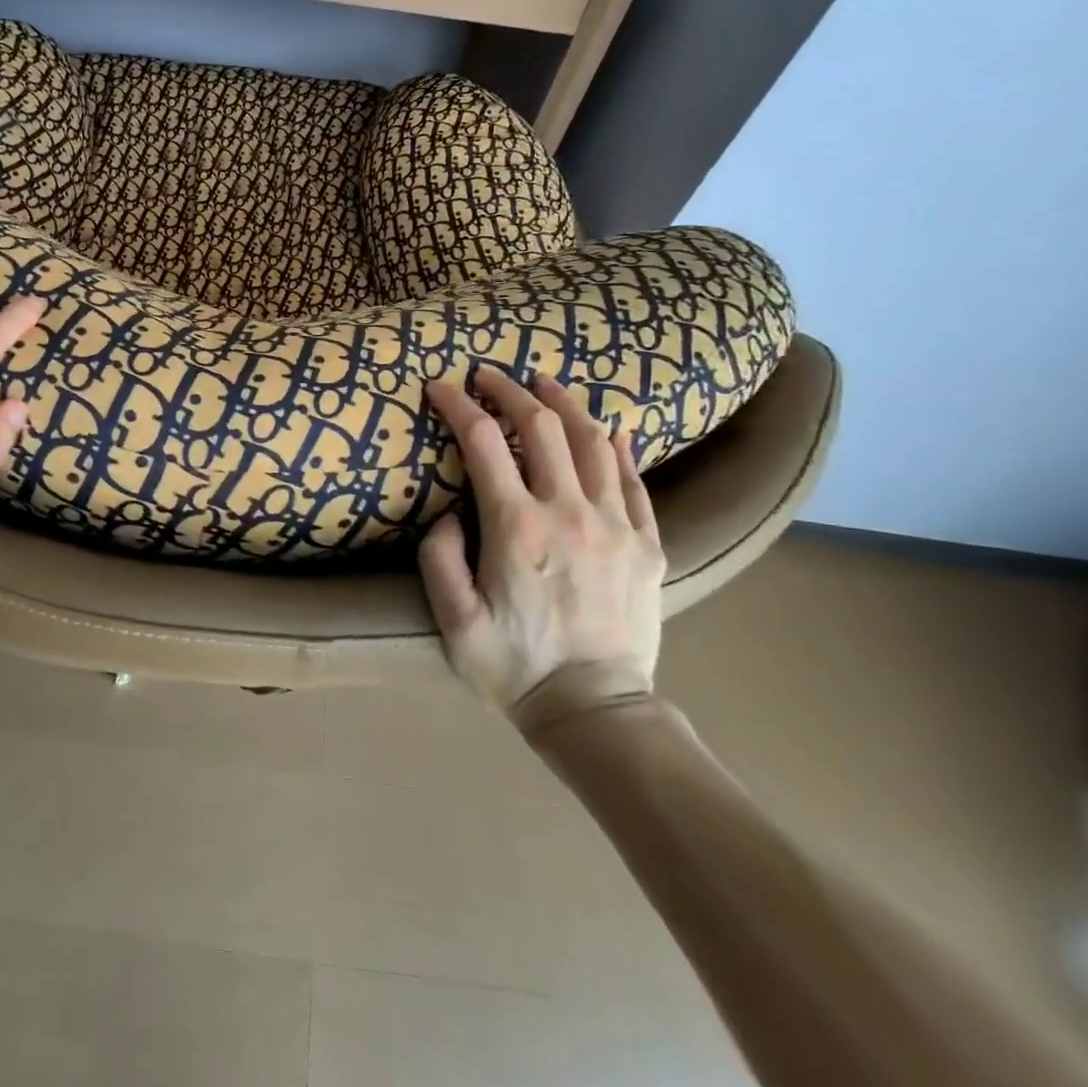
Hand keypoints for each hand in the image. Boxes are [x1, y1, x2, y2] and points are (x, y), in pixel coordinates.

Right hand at [421, 368, 664, 722]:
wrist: (595, 711)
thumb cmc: (515, 667)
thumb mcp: (454, 622)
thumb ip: (440, 559)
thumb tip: (450, 515)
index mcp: (517, 529)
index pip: (484, 443)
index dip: (459, 406)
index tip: (441, 387)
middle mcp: (569, 513)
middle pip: (542, 427)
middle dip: (510, 390)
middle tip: (488, 376)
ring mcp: (616, 525)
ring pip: (594, 442)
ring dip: (565, 404)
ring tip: (544, 384)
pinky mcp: (648, 544)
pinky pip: (635, 481)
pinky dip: (619, 447)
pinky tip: (610, 430)